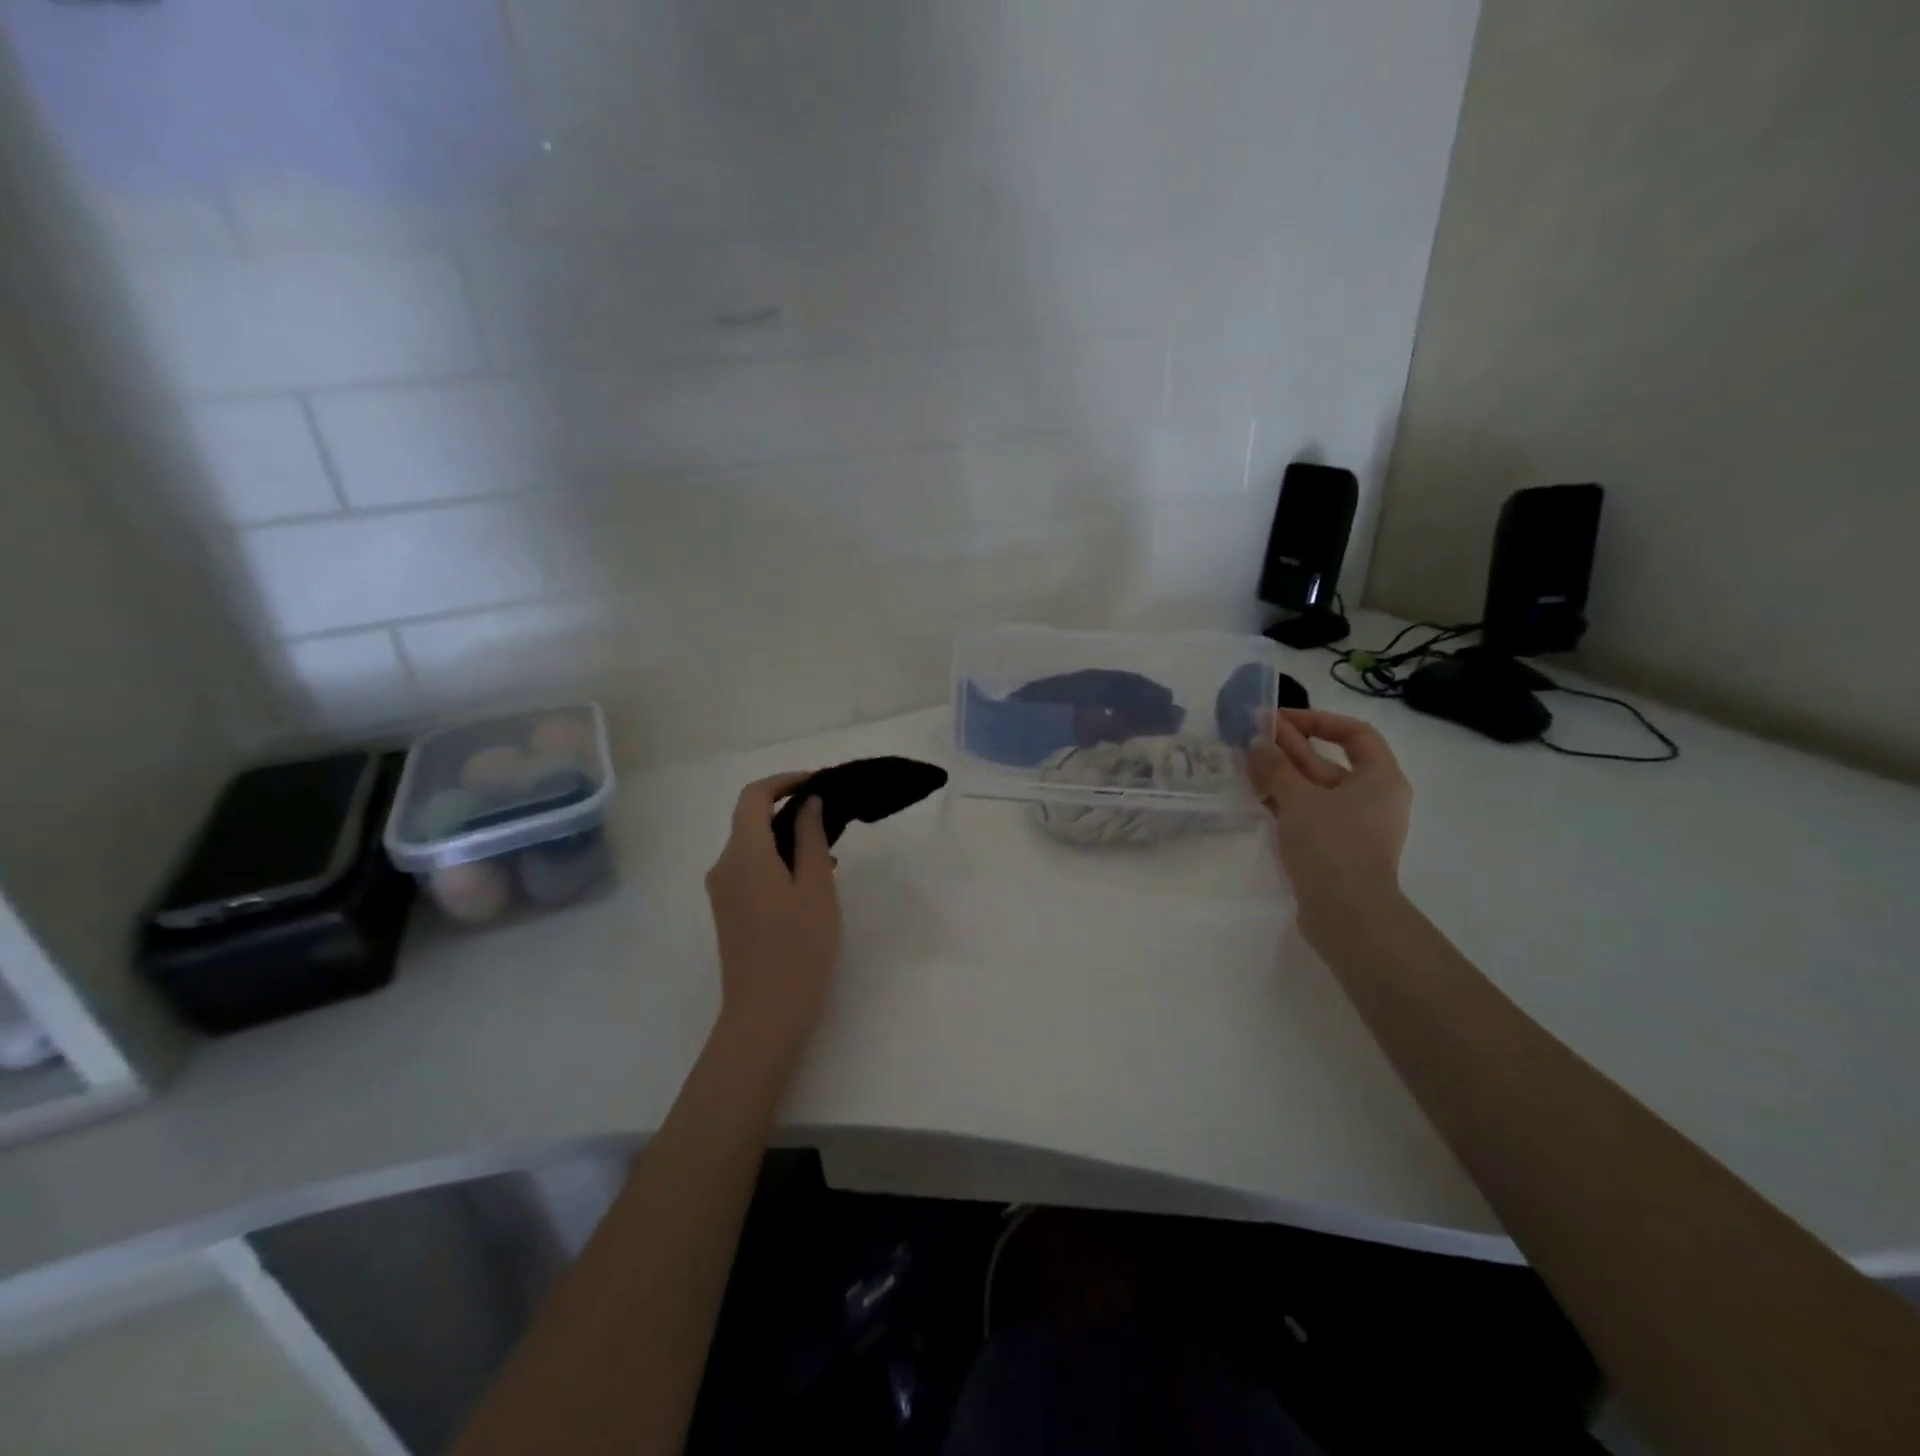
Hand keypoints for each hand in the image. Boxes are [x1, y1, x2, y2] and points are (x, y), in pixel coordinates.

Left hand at [705, 773, 841, 1060]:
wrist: (765, 1013)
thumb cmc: (799, 947)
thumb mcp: (816, 887)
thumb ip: (811, 838)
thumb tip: (809, 803)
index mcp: (744, 854)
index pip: (753, 796)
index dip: (784, 781)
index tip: (817, 783)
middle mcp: (723, 866)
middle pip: (750, 820)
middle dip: (788, 810)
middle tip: (831, 819)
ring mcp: (722, 891)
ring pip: (752, 845)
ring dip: (785, 838)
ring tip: (828, 854)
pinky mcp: (728, 910)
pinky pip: (750, 868)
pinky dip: (776, 860)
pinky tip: (808, 881)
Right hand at [1247, 709, 1411, 926]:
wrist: (1347, 913)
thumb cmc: (1332, 844)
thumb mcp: (1299, 798)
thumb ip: (1275, 766)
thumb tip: (1256, 743)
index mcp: (1380, 777)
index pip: (1354, 733)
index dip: (1318, 720)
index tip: (1281, 719)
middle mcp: (1372, 797)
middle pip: (1329, 760)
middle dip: (1291, 746)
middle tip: (1252, 735)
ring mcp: (1353, 824)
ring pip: (1315, 788)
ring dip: (1282, 773)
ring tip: (1246, 762)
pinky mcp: (1335, 847)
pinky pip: (1308, 812)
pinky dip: (1285, 800)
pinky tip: (1256, 794)